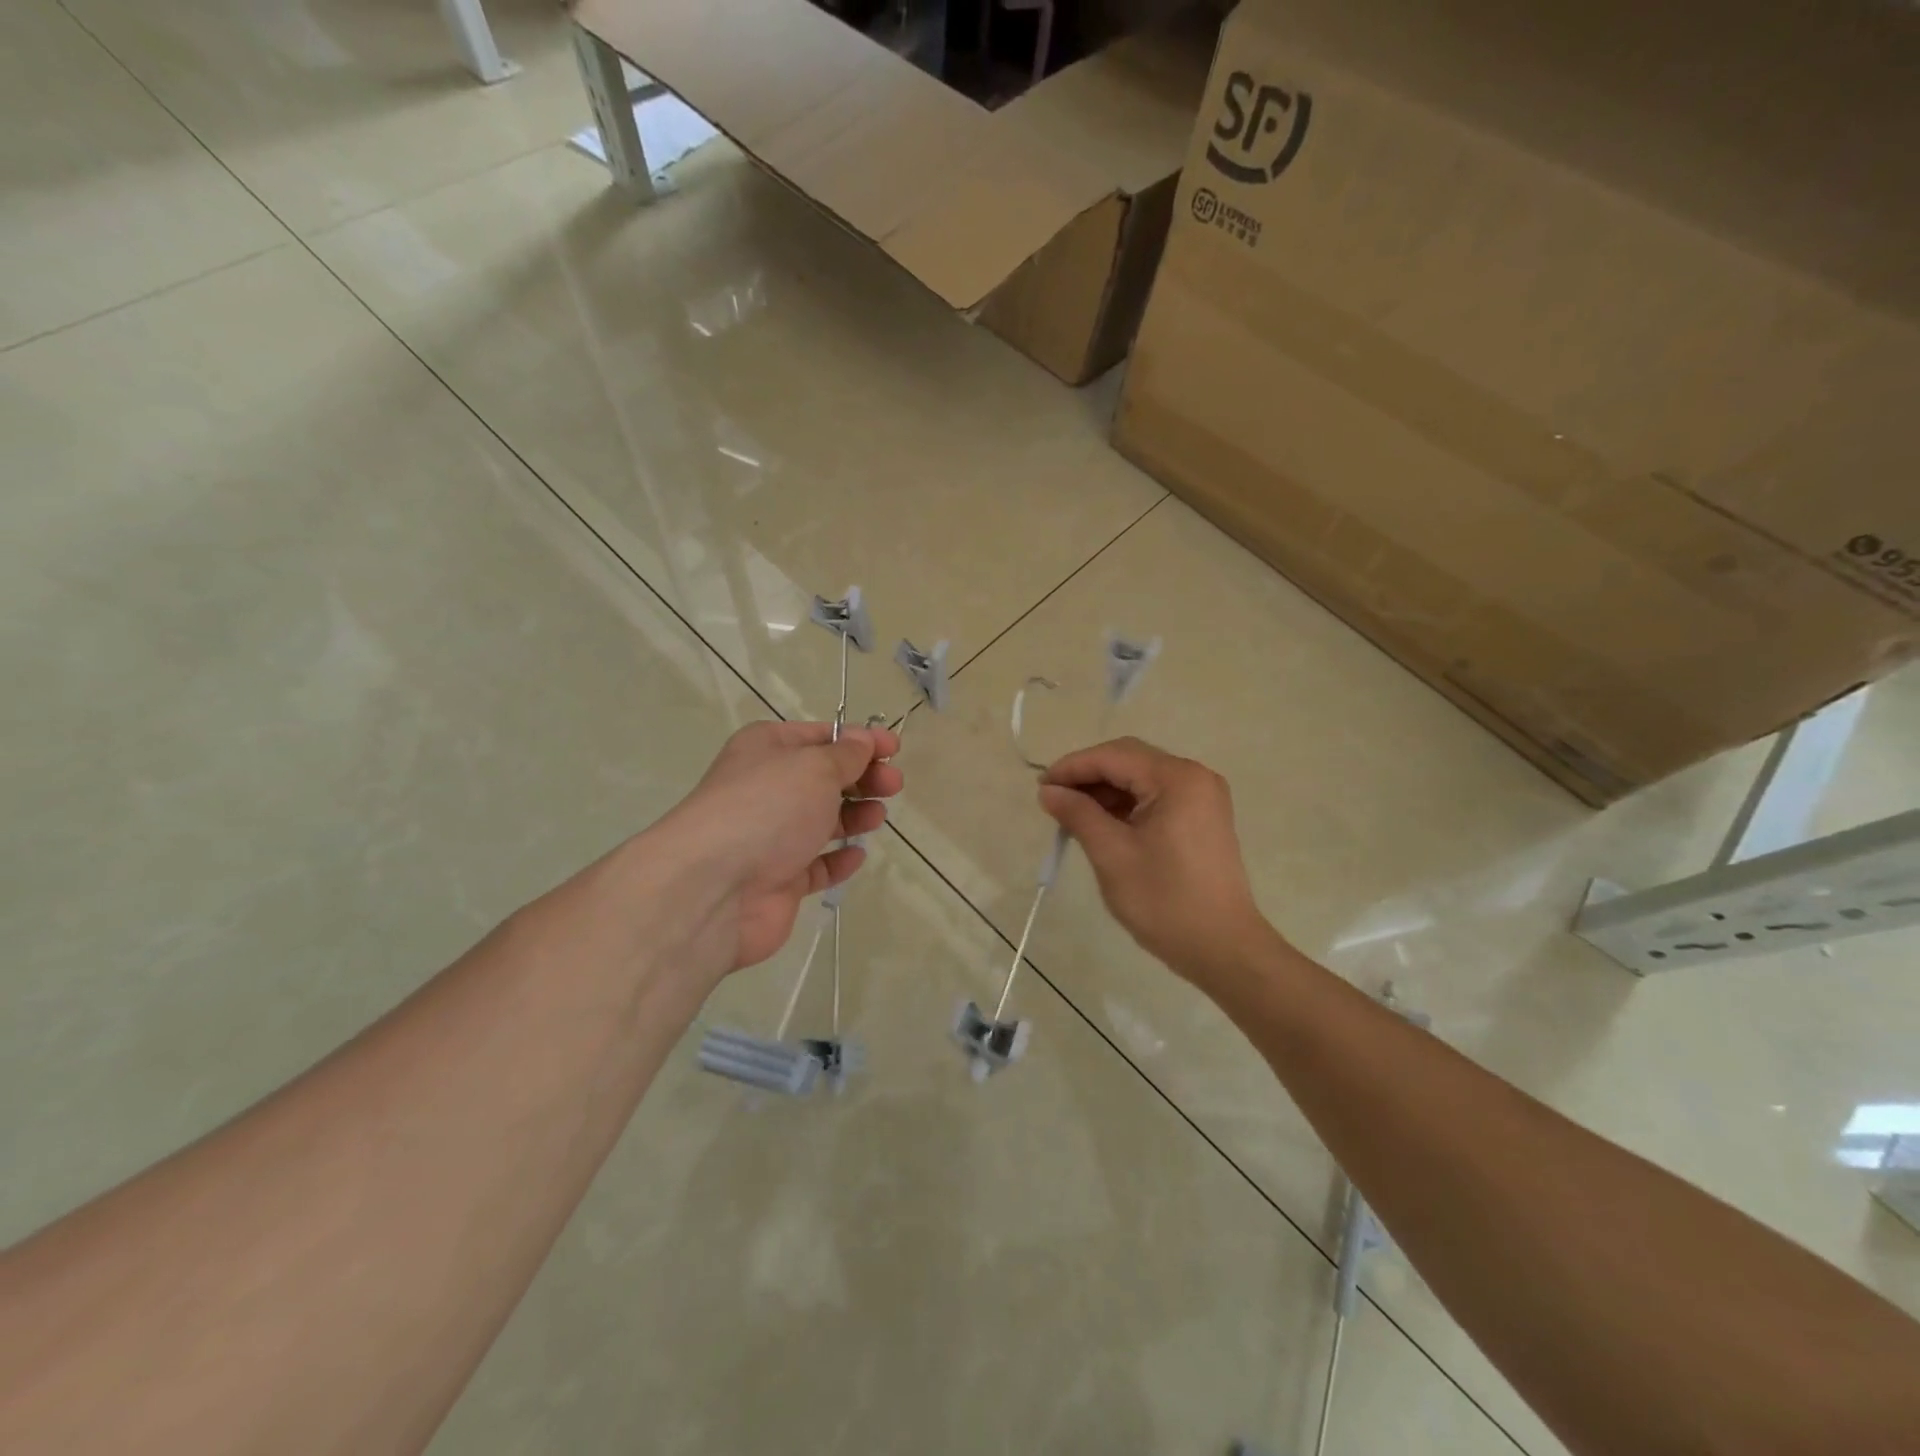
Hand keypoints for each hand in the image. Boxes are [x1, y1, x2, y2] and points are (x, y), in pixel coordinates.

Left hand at [663, 720, 901, 973]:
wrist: (715, 886)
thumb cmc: (769, 808)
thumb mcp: (815, 767)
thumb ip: (847, 755)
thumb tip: (863, 741)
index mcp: (767, 748)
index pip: (820, 736)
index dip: (859, 741)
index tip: (894, 750)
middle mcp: (767, 788)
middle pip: (825, 778)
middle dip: (862, 779)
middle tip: (893, 786)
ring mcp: (771, 836)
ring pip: (822, 820)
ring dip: (854, 816)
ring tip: (876, 817)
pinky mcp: (779, 879)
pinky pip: (817, 865)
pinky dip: (838, 859)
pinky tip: (856, 855)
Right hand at [1038, 737, 1272, 980]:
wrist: (1222, 948)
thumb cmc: (1164, 900)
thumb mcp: (1112, 854)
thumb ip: (1078, 814)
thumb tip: (1048, 791)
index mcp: (1177, 779)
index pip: (1113, 756)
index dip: (1072, 767)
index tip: (1040, 788)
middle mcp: (1194, 777)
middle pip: (1129, 760)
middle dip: (1088, 776)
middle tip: (1053, 799)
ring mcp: (1202, 797)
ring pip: (1141, 778)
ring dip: (1106, 791)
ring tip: (1072, 815)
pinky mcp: (1202, 817)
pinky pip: (1156, 797)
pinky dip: (1126, 805)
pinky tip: (1102, 823)